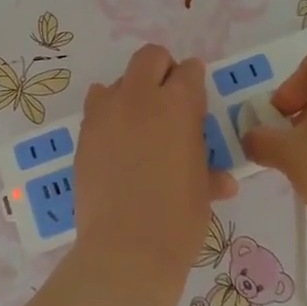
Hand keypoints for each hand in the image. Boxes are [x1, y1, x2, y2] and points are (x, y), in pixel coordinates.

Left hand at [73, 44, 236, 286]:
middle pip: (150, 57)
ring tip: (139, 125)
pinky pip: (96, 109)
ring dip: (131, 93)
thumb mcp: (202, 190)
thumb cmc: (178, 218)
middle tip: (169, 100)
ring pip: (117, 81)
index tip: (196, 103)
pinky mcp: (83, 136)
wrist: (127, 248)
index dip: (195, 83)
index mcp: (178, 105)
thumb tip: (223, 180)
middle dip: (162, 70)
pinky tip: (116, 145)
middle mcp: (140, 98)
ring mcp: (106, 114)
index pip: (190, 71)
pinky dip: (108, 117)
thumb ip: (209, 171)